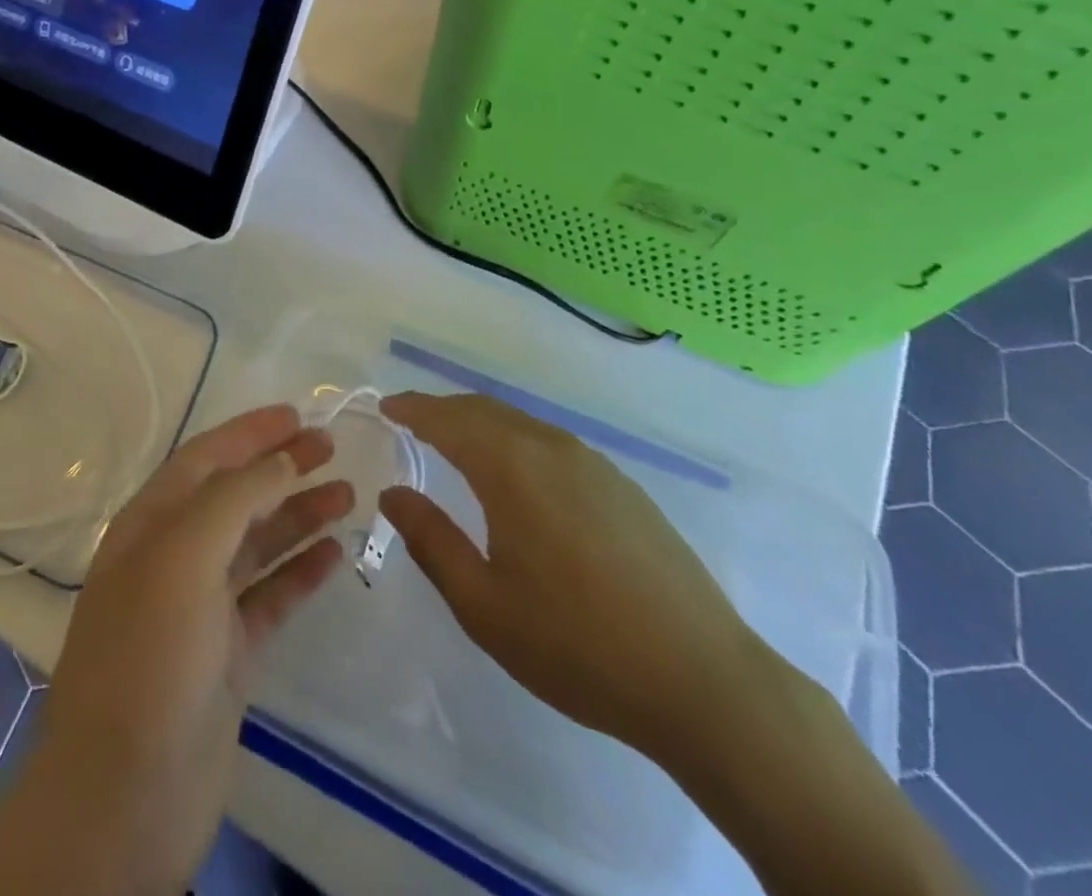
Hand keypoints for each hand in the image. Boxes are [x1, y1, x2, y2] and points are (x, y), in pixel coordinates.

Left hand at [0, 404, 353, 895]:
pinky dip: (300, 571)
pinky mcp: (229, 653)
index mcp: (150, 524)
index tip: (298, 415)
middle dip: (280, 466)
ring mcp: (202, 607)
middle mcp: (174, 556)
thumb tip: (282, 458)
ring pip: (258, 544)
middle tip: (332, 448)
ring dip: (299, 514)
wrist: (126, 795)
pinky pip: (271, 596)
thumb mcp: (183, 556)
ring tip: (348, 493)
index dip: (249, 432)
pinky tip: (334, 553)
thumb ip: (234, 498)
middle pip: (235, 495)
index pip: (205, 458)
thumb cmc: (149, 655)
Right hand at [379, 392, 766, 763]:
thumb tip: (393, 494)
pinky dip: (514, 439)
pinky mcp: (623, 486)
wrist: (706, 683)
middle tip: (410, 419)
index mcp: (511, 468)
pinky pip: (551, 442)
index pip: (447, 419)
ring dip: (479, 422)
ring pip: (520, 423)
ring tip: (454, 440)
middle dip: (441, 409)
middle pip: (483, 410)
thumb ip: (431, 540)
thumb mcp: (484, 605)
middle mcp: (551, 449)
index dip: (412, 409)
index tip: (385, 407)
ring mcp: (593, 464)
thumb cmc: (579, 646)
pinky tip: (516, 471)